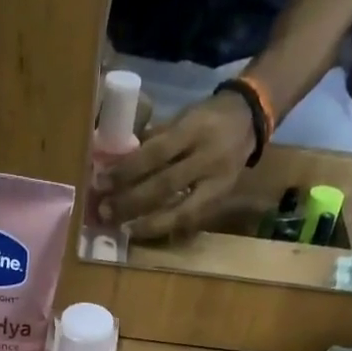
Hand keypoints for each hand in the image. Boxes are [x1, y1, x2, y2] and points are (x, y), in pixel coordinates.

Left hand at [99, 91, 255, 240]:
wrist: (250, 120)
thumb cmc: (207, 118)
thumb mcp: (182, 117)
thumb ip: (155, 138)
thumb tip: (119, 162)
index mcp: (194, 129)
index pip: (156, 153)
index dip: (127, 171)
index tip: (102, 182)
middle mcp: (207, 158)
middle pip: (164, 186)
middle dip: (131, 202)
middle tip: (105, 212)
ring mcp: (216, 183)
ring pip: (178, 211)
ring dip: (147, 224)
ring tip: (122, 229)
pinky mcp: (219, 201)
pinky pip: (188, 220)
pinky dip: (164, 228)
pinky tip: (144, 233)